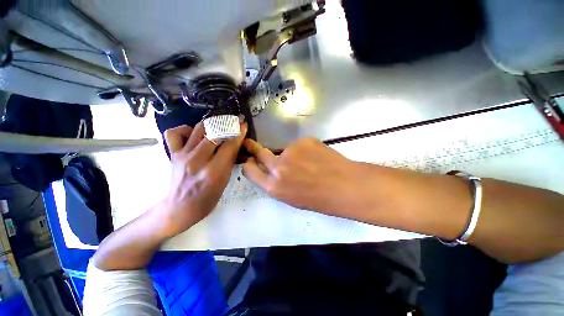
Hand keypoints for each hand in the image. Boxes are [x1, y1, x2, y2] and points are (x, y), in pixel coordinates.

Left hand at [156, 122, 246, 238]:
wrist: (180, 208)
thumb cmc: (207, 199)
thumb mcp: (224, 182)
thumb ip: (230, 162)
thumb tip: (236, 144)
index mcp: (214, 172)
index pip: (229, 146)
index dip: (238, 133)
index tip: (243, 125)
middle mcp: (197, 161)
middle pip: (215, 133)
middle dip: (228, 123)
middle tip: (235, 120)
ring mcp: (182, 156)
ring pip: (199, 129)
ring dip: (212, 122)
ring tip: (220, 122)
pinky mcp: (172, 154)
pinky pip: (175, 133)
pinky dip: (186, 129)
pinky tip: (195, 133)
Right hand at [242, 138, 363, 215]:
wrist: (345, 186)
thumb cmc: (319, 199)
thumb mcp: (291, 197)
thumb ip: (277, 183)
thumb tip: (271, 169)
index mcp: (274, 186)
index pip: (250, 170)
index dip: (249, 164)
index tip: (249, 160)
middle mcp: (278, 167)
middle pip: (259, 152)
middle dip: (253, 148)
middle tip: (252, 144)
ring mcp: (290, 151)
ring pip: (285, 149)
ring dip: (291, 154)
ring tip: (309, 162)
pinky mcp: (303, 141)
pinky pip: (299, 145)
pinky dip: (305, 149)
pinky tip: (317, 157)